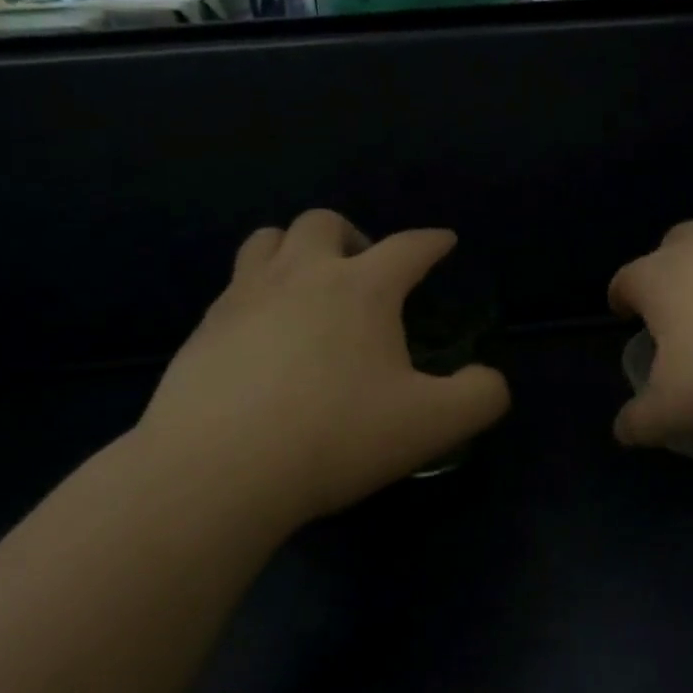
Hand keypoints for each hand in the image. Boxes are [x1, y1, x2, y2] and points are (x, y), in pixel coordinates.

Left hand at [131, 211, 509, 532]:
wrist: (217, 470)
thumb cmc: (335, 437)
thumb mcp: (432, 425)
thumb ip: (479, 396)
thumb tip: (488, 378)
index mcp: (362, 288)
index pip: (409, 247)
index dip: (432, 242)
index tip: (444, 241)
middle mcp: (301, 274)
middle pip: (325, 222)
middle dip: (353, 236)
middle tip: (365, 273)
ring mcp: (245, 296)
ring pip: (269, 239)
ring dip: (296, 248)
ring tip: (310, 285)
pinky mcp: (204, 327)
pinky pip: (235, 285)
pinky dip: (259, 291)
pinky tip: (265, 333)